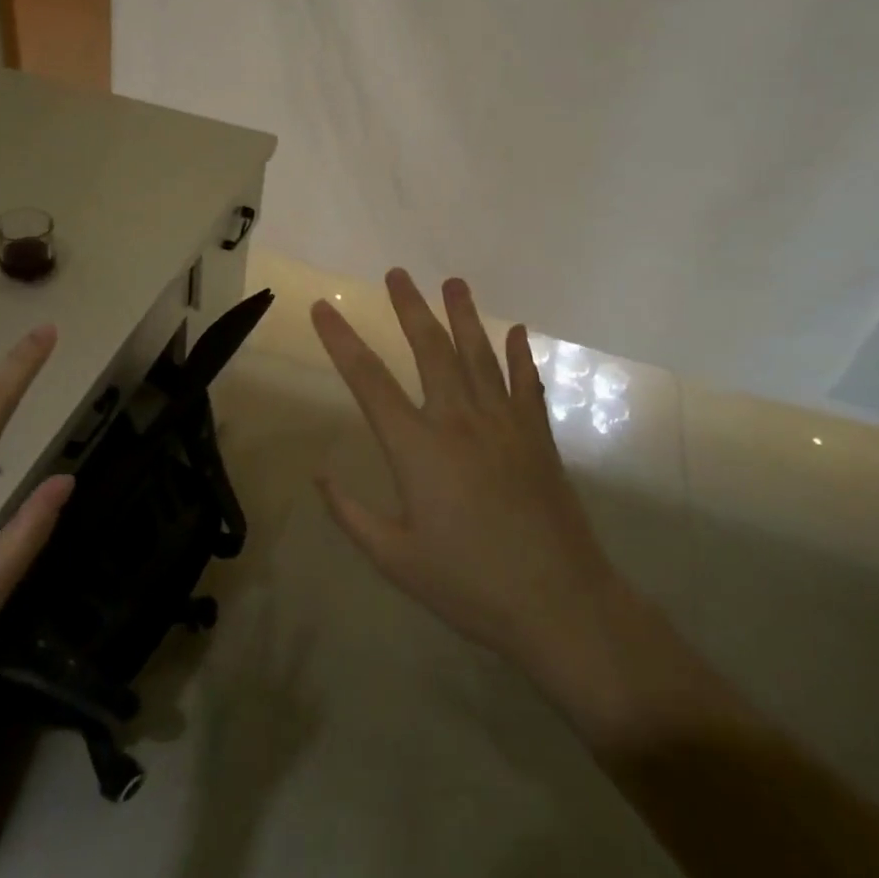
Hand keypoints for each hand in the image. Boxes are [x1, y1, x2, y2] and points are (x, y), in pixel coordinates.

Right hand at [310, 270, 621, 677]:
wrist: (559, 604)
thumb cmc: (468, 585)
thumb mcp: (395, 558)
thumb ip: (351, 514)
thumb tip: (319, 475)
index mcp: (417, 448)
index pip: (368, 381)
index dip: (341, 341)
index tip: (322, 308)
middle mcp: (459, 421)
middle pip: (430, 350)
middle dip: (409, 308)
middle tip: (396, 274)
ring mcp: (504, 424)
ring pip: (479, 355)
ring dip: (463, 316)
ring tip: (453, 282)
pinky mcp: (537, 437)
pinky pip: (526, 384)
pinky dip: (519, 355)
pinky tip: (515, 330)